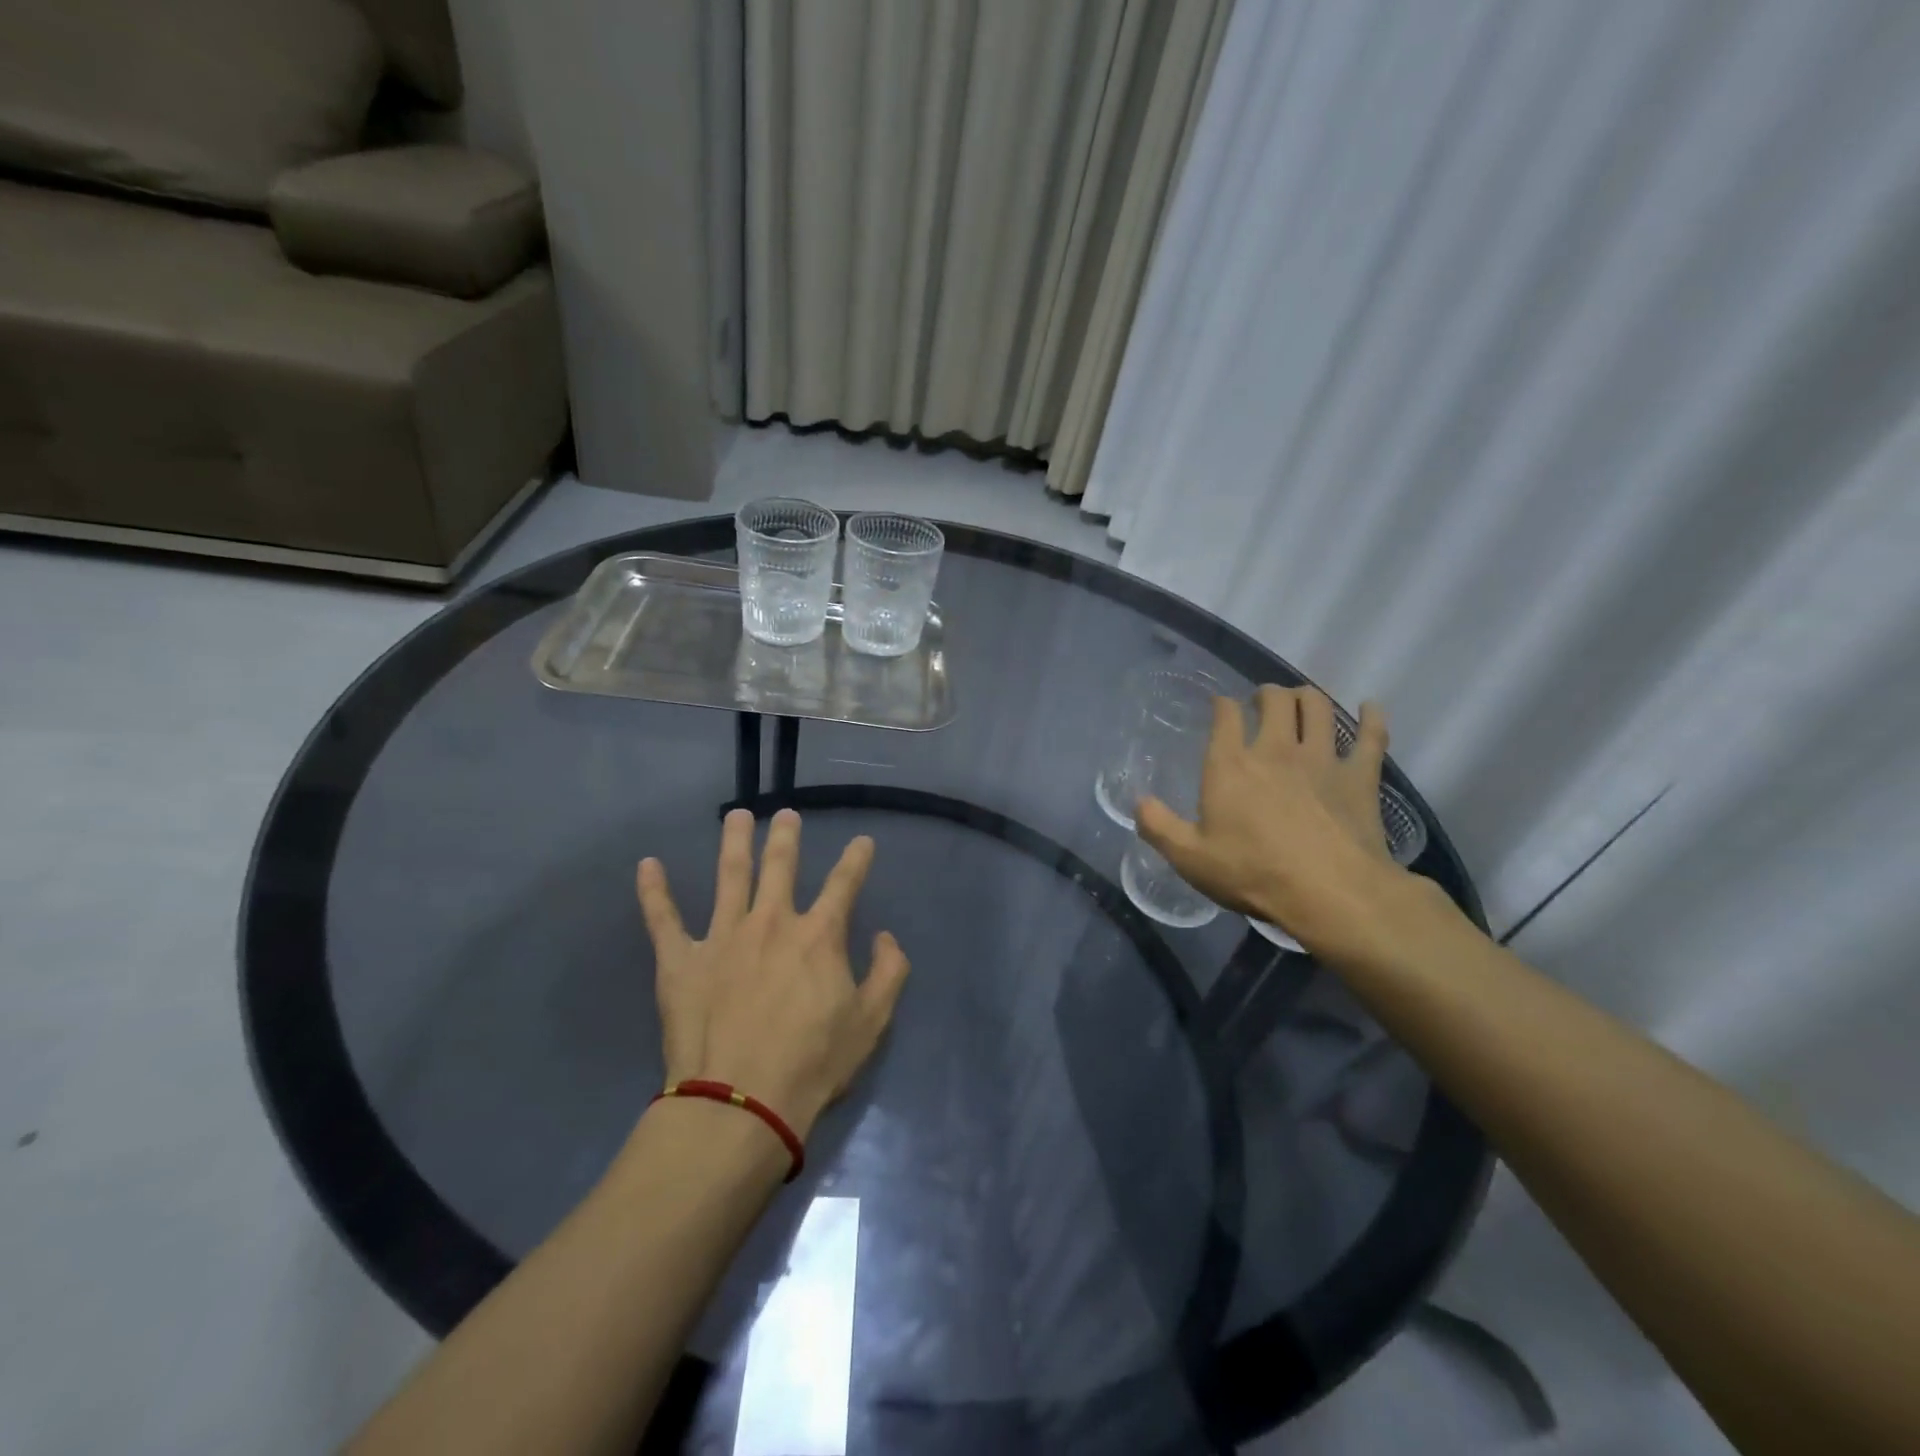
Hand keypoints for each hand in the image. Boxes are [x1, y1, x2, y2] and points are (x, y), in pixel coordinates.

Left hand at [636, 808, 909, 1141]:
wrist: (740, 1103)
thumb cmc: (812, 1064)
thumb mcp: (871, 1022)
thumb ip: (889, 972)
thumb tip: (886, 936)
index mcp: (818, 936)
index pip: (844, 885)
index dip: (856, 860)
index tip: (862, 841)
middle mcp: (771, 922)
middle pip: (780, 866)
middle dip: (786, 836)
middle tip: (786, 814)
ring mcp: (722, 937)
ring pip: (729, 875)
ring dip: (734, 842)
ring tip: (736, 816)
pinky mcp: (680, 960)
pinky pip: (663, 918)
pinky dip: (653, 891)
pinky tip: (646, 865)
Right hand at [1137, 687, 1431, 963]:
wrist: (1330, 892)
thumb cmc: (1253, 873)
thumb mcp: (1189, 858)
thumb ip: (1158, 827)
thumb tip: (1138, 803)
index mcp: (1230, 765)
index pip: (1225, 715)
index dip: (1221, 704)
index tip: (1220, 705)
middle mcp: (1276, 749)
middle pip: (1275, 700)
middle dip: (1266, 693)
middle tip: (1262, 701)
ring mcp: (1322, 759)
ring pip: (1318, 707)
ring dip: (1308, 697)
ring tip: (1301, 701)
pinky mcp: (1360, 776)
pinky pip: (1371, 736)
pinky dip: (1373, 717)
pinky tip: (1371, 708)